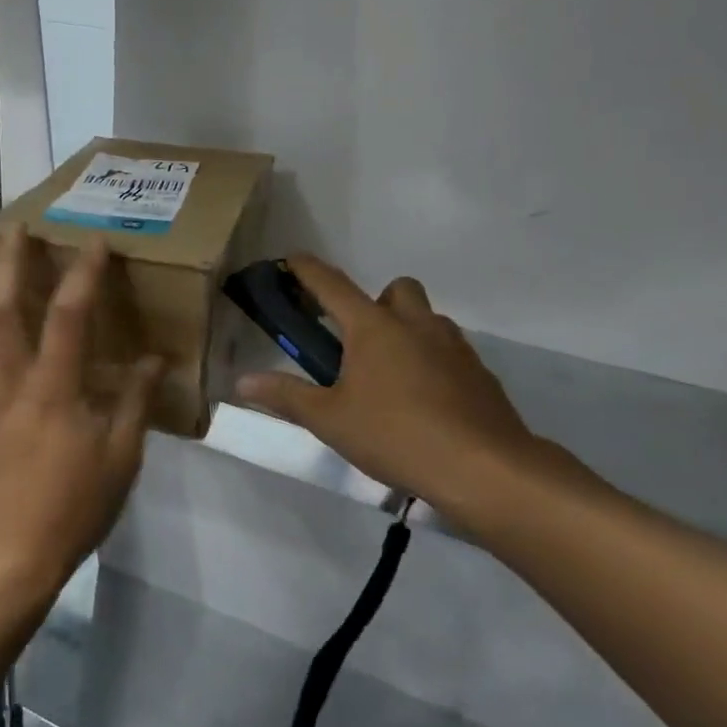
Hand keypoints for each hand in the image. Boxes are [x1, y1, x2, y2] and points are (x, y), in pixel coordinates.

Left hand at [0, 225, 163, 615]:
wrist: (2, 560)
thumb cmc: (70, 511)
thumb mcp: (120, 461)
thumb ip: (135, 403)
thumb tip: (154, 360)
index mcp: (53, 392)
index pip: (68, 316)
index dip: (82, 273)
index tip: (92, 241)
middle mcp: (9, 382)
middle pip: (1, 306)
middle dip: (7, 259)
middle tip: (13, 224)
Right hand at [236, 257, 573, 538]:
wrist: (483, 466)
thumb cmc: (395, 435)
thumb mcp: (330, 420)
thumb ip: (286, 396)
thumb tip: (243, 381)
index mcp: (373, 327)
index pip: (332, 285)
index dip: (307, 270)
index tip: (291, 260)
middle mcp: (416, 324)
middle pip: (396, 289)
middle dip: (375, 302)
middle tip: (358, 342)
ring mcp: (454, 346)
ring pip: (428, 318)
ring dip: (407, 330)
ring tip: (390, 376)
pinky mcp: (480, 373)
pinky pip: (450, 351)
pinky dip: (433, 361)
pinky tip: (424, 401)